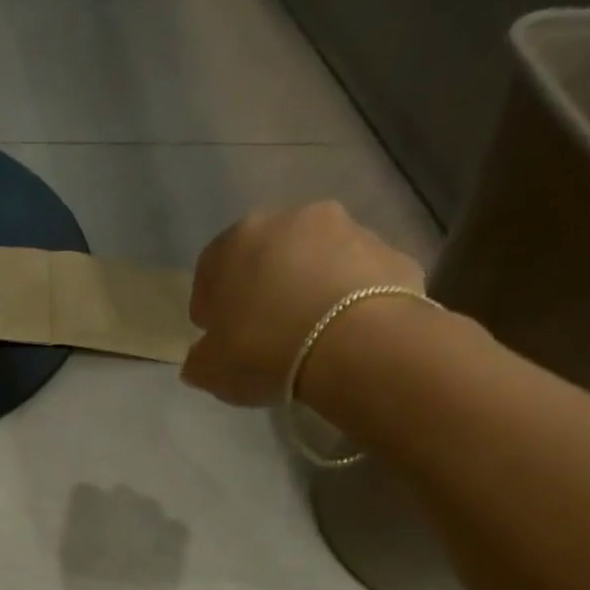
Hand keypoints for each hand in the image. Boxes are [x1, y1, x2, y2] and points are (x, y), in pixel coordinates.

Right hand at [183, 201, 426, 406]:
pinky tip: (342, 332)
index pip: (210, 268)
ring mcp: (347, 230)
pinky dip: (346, 297)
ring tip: (307, 332)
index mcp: (237, 240)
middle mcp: (291, 220)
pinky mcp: (390, 251)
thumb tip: (202, 356)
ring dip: (306, 286)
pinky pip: (355, 276)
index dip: (210, 304)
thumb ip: (199, 359)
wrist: (357, 346)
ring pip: (314, 259)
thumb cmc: (264, 350)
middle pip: (266, 254)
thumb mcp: (210, 369)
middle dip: (261, 286)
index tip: (215, 333)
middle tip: (261, 330)